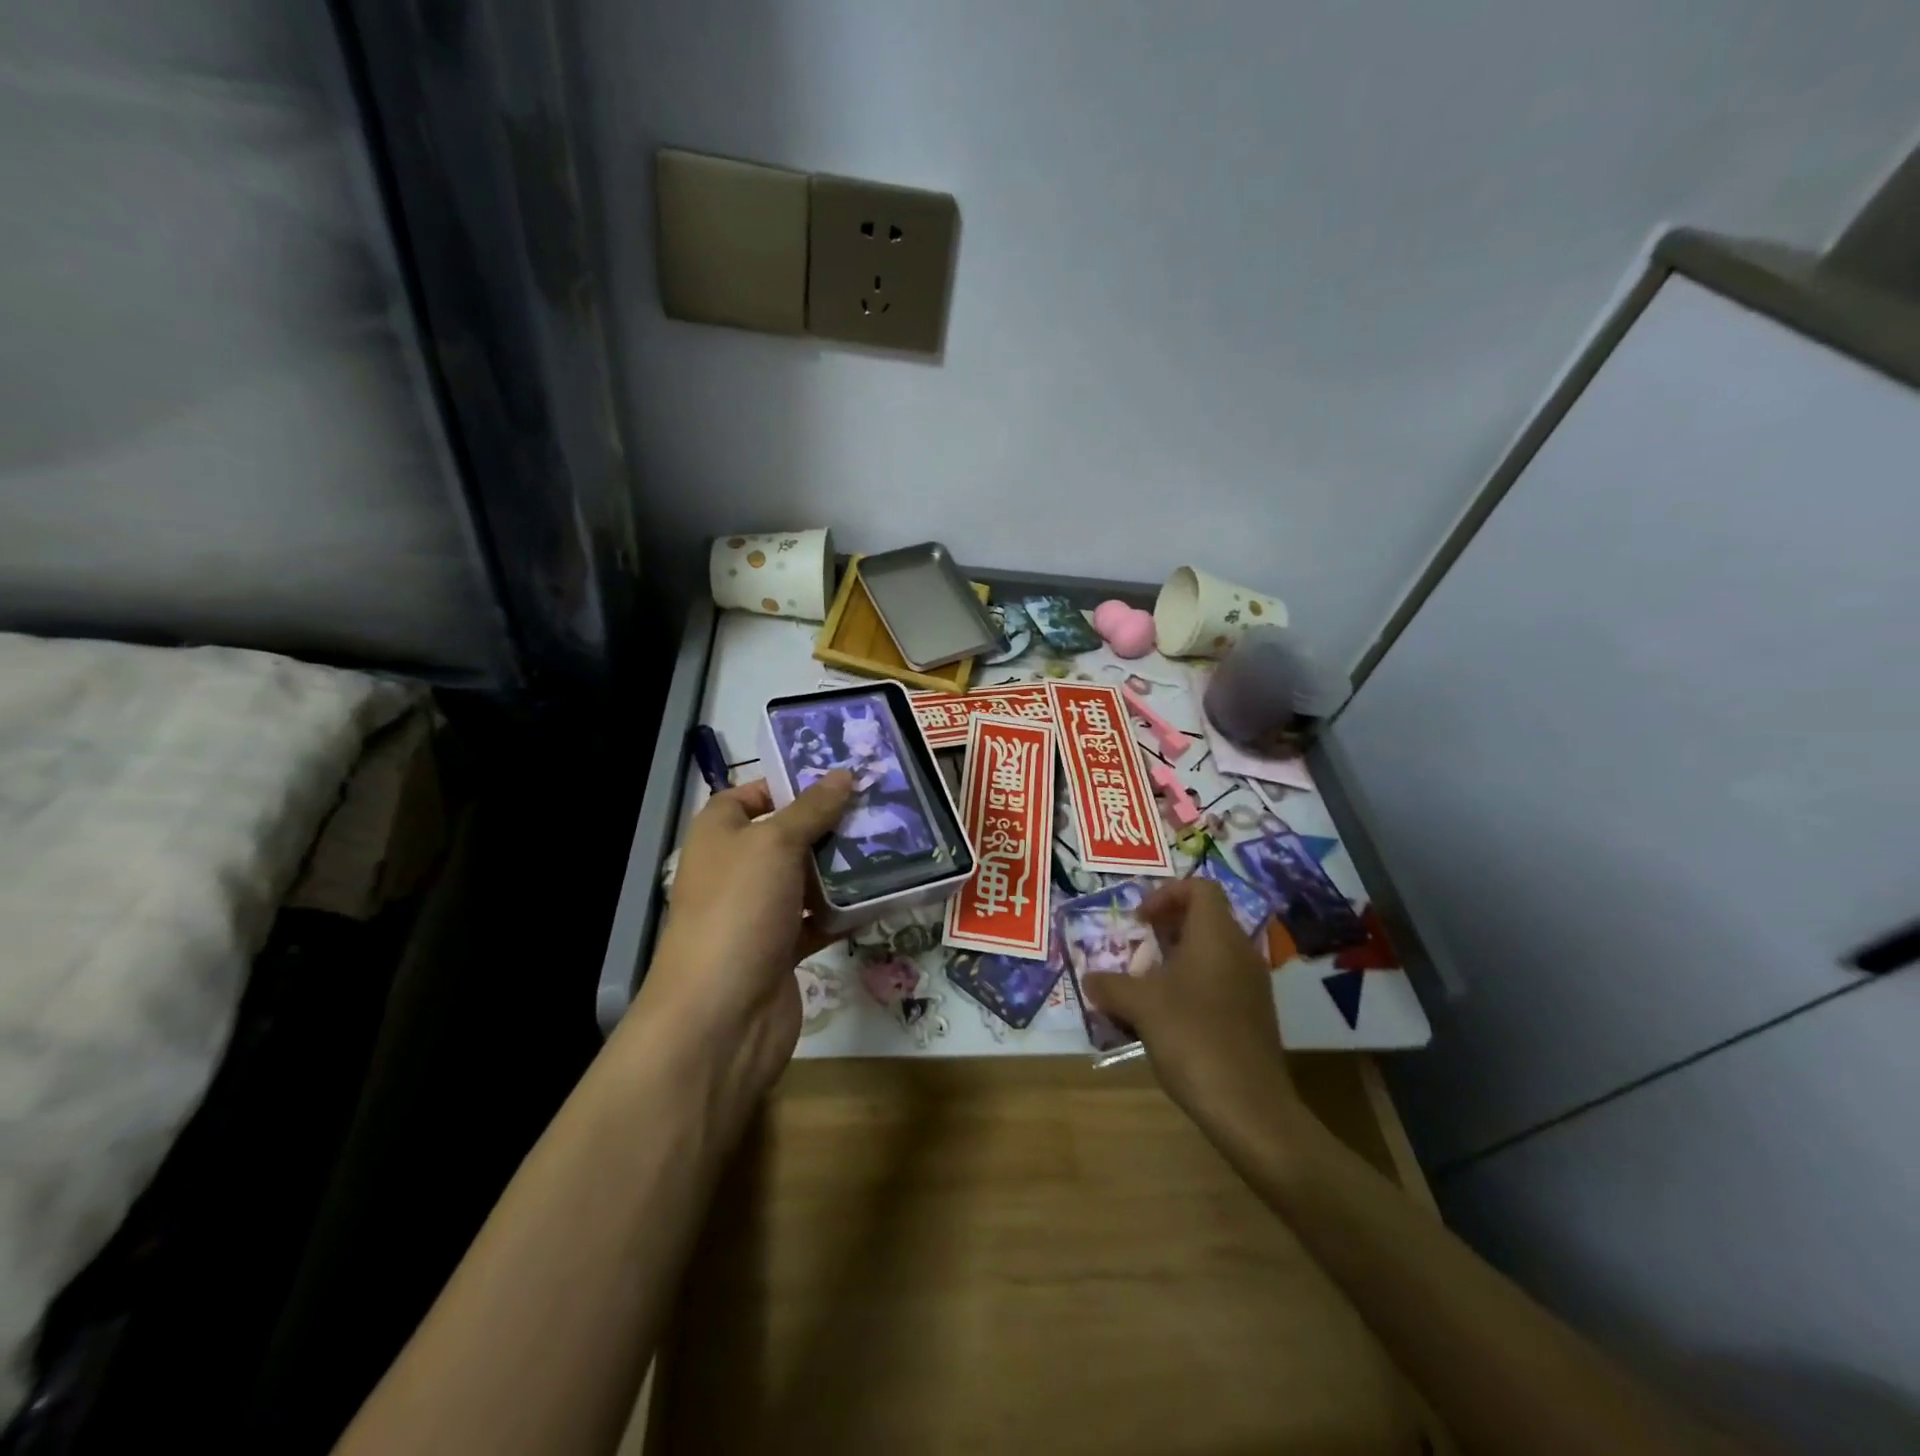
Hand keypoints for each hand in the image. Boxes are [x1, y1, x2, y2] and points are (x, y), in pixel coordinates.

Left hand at [626, 771, 853, 1099]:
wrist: (721, 1016)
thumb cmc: (739, 910)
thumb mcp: (775, 844)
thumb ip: (812, 809)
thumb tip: (843, 774)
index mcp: (719, 834)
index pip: (752, 794)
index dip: (791, 783)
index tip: (841, 779)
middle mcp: (736, 868)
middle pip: (788, 835)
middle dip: (831, 824)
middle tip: (882, 807)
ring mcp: (759, 911)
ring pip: (807, 878)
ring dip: (844, 867)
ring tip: (895, 845)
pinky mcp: (781, 948)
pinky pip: (819, 919)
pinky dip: (846, 910)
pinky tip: (885, 896)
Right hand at [1081, 878, 1300, 1143]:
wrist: (1249, 1108)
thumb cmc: (1193, 1038)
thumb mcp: (1140, 1006)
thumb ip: (1110, 985)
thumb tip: (1091, 979)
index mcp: (1216, 935)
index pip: (1199, 887)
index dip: (1166, 893)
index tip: (1139, 921)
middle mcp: (1240, 951)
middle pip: (1203, 919)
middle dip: (1164, 930)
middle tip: (1135, 952)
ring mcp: (1251, 985)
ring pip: (1209, 954)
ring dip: (1174, 962)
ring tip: (1143, 988)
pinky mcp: (1253, 1015)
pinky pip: (1218, 983)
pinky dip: (1190, 987)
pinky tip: (1165, 1019)